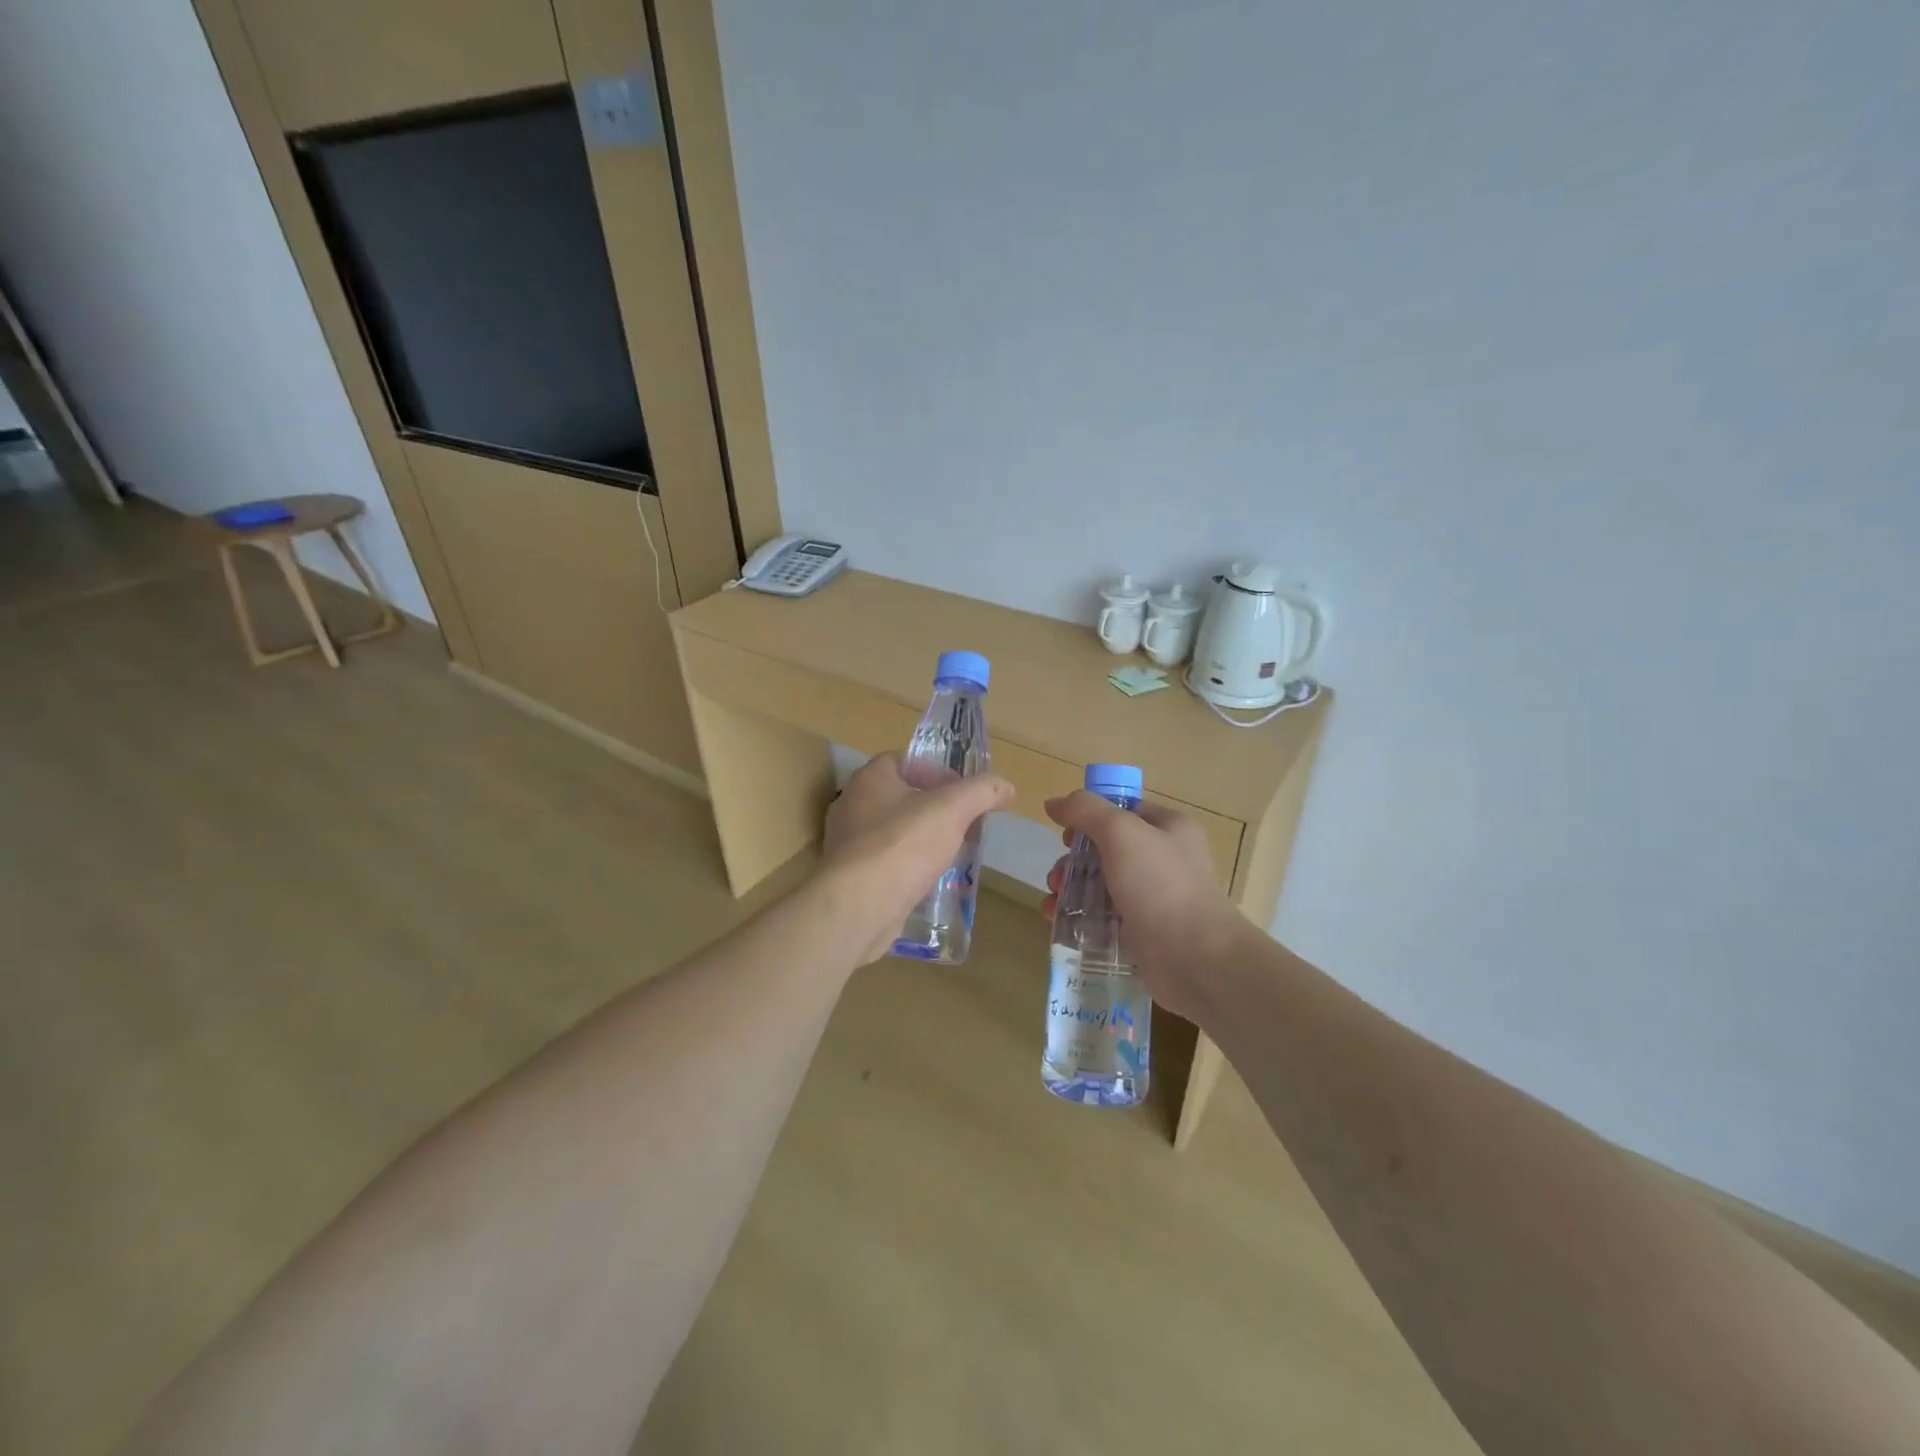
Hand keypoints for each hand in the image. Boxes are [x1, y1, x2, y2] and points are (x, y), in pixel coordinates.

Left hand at [821, 754, 1014, 963]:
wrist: (860, 905)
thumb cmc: (903, 843)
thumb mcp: (953, 809)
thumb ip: (981, 792)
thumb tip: (1006, 787)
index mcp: (870, 778)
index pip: (903, 760)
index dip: (935, 771)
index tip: (962, 792)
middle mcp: (852, 805)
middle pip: (900, 797)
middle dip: (934, 809)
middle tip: (963, 824)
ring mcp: (848, 844)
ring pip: (894, 832)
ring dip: (923, 839)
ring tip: (952, 853)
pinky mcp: (851, 878)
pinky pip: (886, 863)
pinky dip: (908, 867)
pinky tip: (930, 881)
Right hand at [1041, 792, 1243, 1023]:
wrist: (1195, 959)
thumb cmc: (1161, 886)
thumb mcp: (1121, 833)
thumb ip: (1086, 811)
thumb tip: (1053, 802)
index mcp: (1169, 828)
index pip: (1123, 810)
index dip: (1089, 817)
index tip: (1065, 835)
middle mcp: (1164, 859)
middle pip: (1105, 849)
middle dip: (1073, 861)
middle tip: (1057, 877)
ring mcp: (1154, 897)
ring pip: (1100, 884)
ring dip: (1070, 889)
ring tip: (1052, 903)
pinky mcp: (1142, 931)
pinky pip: (1103, 916)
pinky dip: (1079, 917)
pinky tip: (1058, 923)